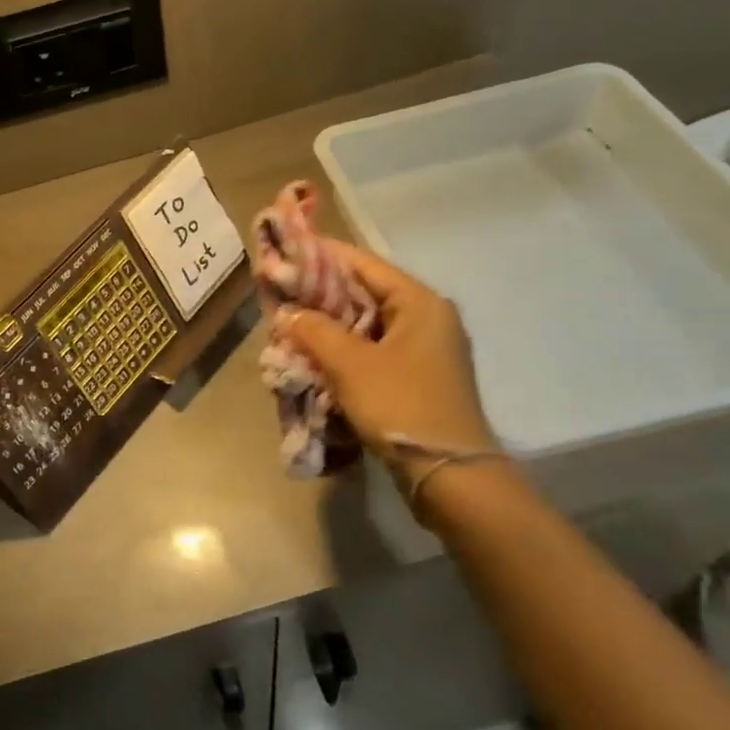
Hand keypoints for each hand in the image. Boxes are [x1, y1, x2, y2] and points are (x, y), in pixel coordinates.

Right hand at [281, 242, 497, 470]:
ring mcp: (425, 350)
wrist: (450, 476)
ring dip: (329, 325)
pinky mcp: (417, 377)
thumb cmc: (402, 406)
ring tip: (290, 325)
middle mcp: (427, 318)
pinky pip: (373, 350)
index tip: (284, 253)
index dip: (321, 256)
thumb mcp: (350, 364)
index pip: (362, 263)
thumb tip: (288, 313)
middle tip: (280, 294)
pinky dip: (344, 350)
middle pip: (365, 292)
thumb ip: (315, 330)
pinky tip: (314, 357)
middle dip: (320, 294)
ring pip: (366, 323)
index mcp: (419, 302)